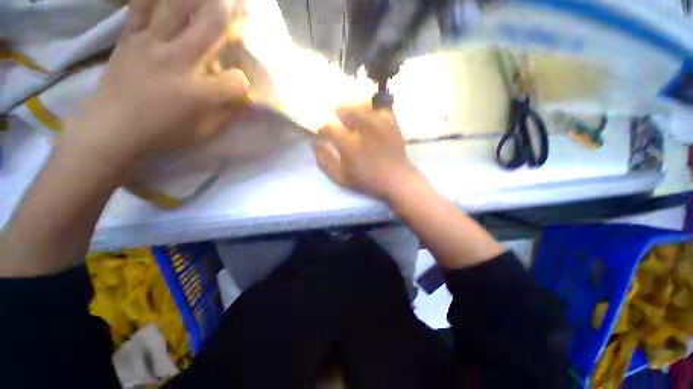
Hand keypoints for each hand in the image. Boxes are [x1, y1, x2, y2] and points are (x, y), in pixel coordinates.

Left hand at [62, 0, 249, 161]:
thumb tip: (246, 99)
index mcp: (198, 92)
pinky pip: (141, 7)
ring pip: (177, 5)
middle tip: (242, 6)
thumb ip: (228, 113)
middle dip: (233, 14)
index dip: (245, 83)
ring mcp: (150, 43)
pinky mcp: (129, 38)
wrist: (111, 128)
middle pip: (211, 25)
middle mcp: (176, 60)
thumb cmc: (162, 133)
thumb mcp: (204, 131)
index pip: (237, 80)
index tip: (241, 88)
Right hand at [315, 104, 419, 198]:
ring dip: (350, 108)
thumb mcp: (342, 178)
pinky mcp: (390, 119)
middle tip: (335, 119)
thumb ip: (326, 161)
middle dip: (335, 112)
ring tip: (349, 116)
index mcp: (349, 144)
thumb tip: (317, 143)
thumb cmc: (368, 180)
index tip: (323, 132)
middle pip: (343, 108)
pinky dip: (369, 107)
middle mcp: (363, 128)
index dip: (322, 127)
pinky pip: (376, 105)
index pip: (328, 125)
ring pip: (358, 103)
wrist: (397, 178)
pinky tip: (367, 115)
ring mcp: (378, 121)